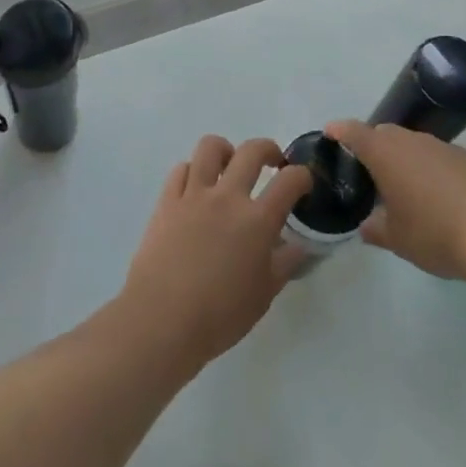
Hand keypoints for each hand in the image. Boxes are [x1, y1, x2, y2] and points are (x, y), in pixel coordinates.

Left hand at [117, 135, 313, 372]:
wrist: (162, 319)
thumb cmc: (219, 315)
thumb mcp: (263, 295)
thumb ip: (284, 264)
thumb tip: (298, 245)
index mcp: (257, 220)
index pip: (289, 181)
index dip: (302, 176)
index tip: (303, 183)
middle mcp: (227, 197)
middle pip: (251, 151)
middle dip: (268, 149)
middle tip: (272, 162)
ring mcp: (194, 194)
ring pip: (210, 147)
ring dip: (226, 150)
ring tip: (229, 166)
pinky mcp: (167, 200)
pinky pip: (181, 169)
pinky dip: (193, 171)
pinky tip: (196, 188)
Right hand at [325, 120, 465, 281]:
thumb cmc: (437, 233)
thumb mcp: (398, 240)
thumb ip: (376, 229)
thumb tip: (367, 226)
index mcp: (386, 154)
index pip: (354, 132)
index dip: (340, 131)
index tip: (330, 133)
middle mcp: (412, 141)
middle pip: (385, 134)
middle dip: (374, 146)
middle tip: (368, 172)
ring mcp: (444, 146)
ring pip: (415, 144)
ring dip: (405, 159)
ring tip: (406, 188)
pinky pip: (441, 157)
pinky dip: (433, 169)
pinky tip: (441, 197)